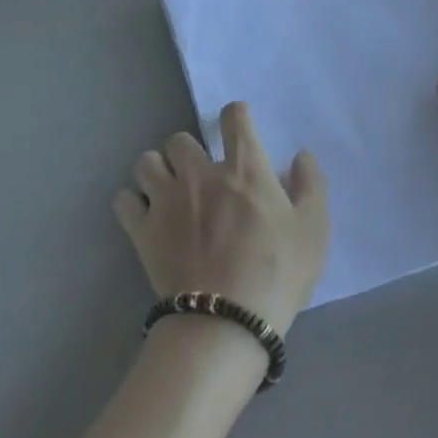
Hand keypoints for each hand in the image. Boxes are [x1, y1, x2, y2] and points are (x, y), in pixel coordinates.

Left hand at [115, 102, 327, 338]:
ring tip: (168, 192)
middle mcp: (200, 173)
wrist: (226, 322)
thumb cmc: (277, 273)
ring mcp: (166, 200)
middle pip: (179, 139)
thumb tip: (301, 156)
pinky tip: (146, 217)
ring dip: (157, 171)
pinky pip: (123, 200)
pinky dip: (133, 203)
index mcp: (244, 168)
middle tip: (200, 175)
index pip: (234, 118)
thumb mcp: (313, 229)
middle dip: (189, 152)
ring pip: (146, 162)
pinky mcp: (142, 230)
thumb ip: (310, 185)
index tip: (237, 127)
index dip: (235, 116)